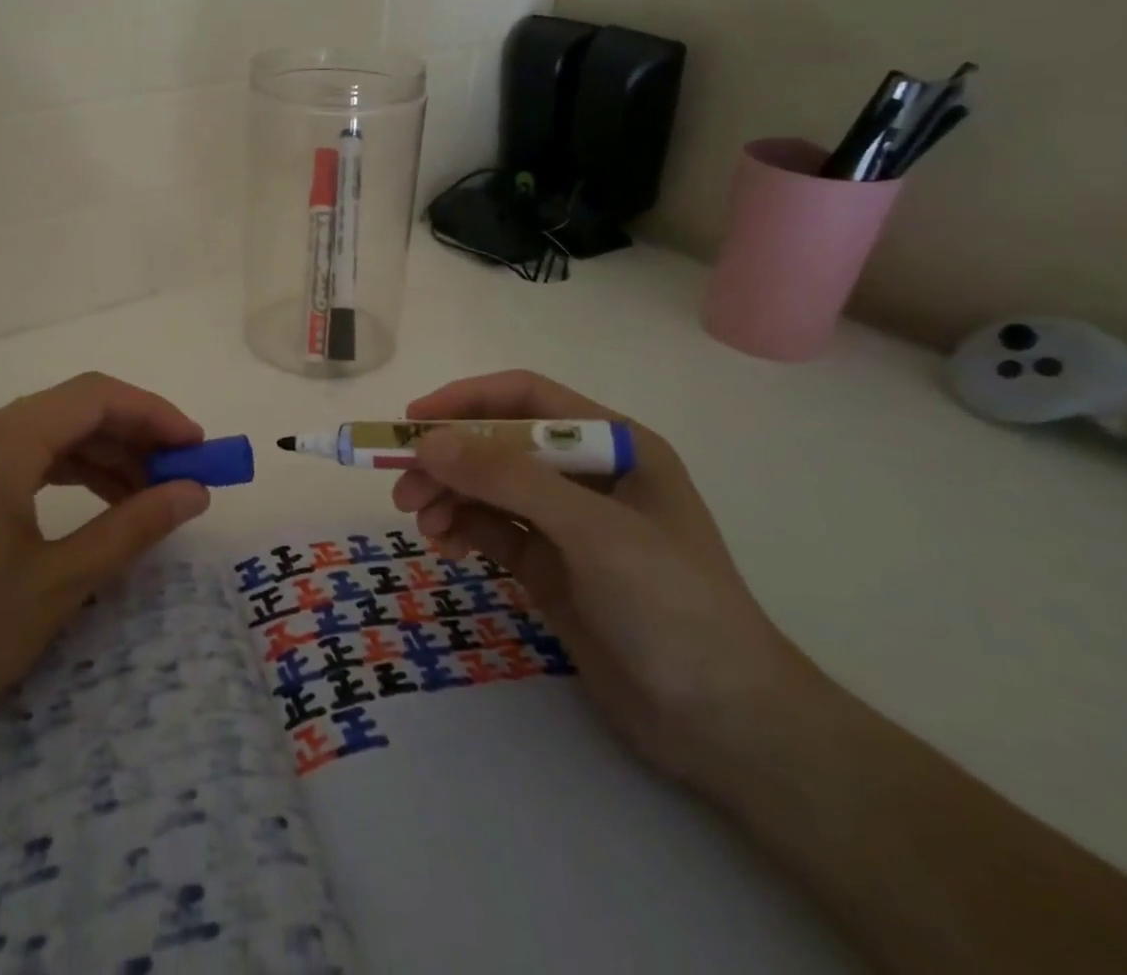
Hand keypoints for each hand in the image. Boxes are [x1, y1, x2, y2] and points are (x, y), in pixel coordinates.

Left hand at [0, 372, 210, 770]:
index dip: (154, 414)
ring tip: (146, 495)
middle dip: (132, 436)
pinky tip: (96, 502)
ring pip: (46, 432)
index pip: (94, 397)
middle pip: (70, 409)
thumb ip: (135, 526)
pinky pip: (19, 456)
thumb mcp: (61, 582)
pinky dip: (65, 471)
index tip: (197, 448)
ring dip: (101, 455)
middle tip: (179, 475)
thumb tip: (194, 491)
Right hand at [393, 370, 816, 786]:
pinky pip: (491, 530)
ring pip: (487, 488)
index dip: (466, 401)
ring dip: (448, 497)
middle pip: (497, 445)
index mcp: (613, 444)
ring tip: (420, 524)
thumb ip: (509, 480)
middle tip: (402, 489)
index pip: (525, 400)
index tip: (412, 422)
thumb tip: (427, 442)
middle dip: (448, 461)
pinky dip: (461, 530)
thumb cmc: (672, 607)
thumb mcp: (592, 532)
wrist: (724, 726)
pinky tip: (443, 547)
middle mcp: (586, 475)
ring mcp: (566, 522)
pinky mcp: (549, 565)